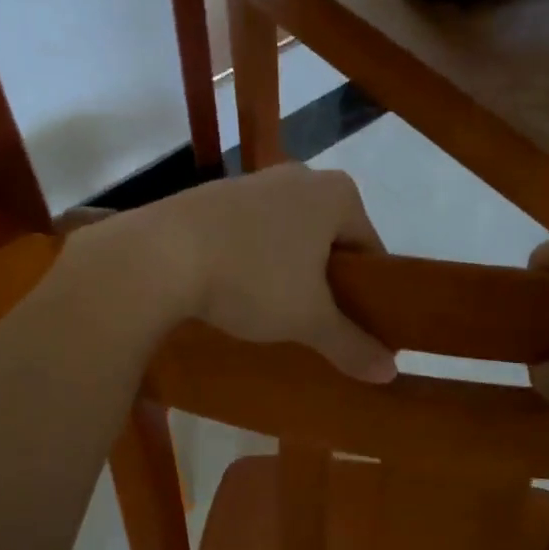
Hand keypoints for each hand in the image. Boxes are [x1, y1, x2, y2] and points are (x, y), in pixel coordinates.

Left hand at [119, 164, 396, 382]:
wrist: (158, 255)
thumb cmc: (252, 279)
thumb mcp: (308, 320)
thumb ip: (351, 344)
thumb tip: (390, 373)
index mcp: (337, 195)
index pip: (371, 249)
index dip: (370, 293)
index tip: (358, 328)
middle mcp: (300, 176)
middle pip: (329, 239)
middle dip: (327, 281)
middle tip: (317, 324)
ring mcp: (253, 182)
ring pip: (288, 235)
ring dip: (288, 271)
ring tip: (274, 312)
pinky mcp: (213, 196)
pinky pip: (250, 232)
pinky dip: (253, 260)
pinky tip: (237, 290)